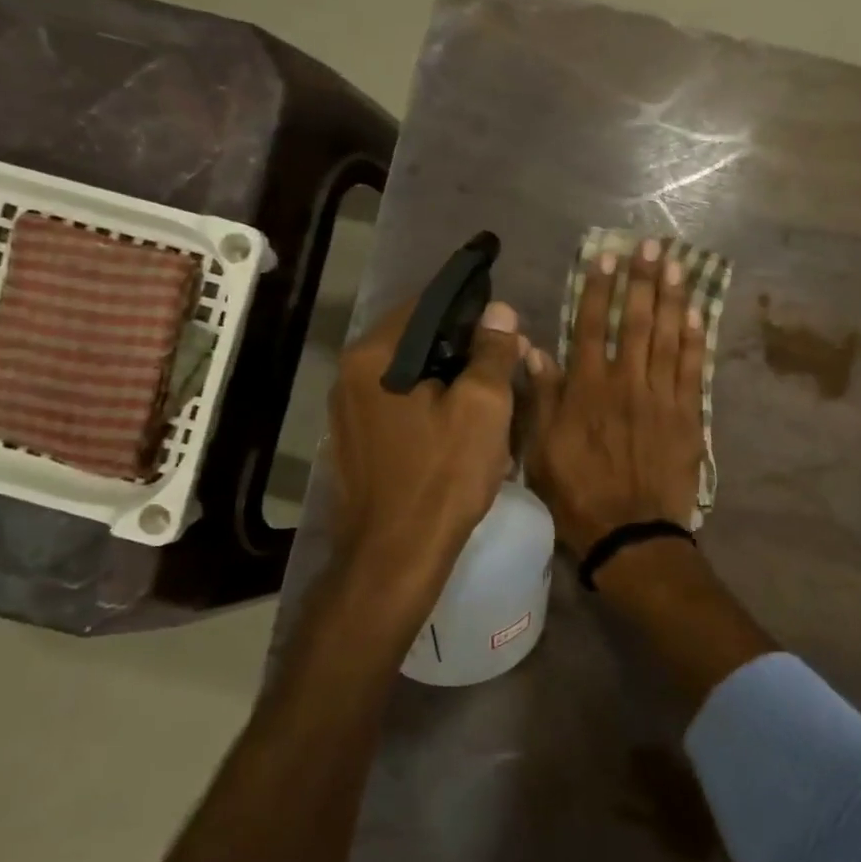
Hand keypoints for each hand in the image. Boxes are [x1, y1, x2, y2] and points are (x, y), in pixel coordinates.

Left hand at [329, 295, 526, 589]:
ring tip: (495, 394)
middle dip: (467, 346)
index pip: (427, 304)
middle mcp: (351, 375)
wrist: (396, 556)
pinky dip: (434, 403)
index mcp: (375, 356)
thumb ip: (491, 352)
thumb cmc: (444, 475)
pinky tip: (464, 425)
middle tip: (511, 360)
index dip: (472, 306)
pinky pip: (402, 404)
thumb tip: (499, 311)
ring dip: (453, 377)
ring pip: (412, 375)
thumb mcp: (483, 407)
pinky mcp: (358, 442)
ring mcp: (350, 412)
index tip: (507, 319)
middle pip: (419, 340)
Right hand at [526, 237, 706, 558]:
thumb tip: (532, 349)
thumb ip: (540, 397)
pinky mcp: (687, 417)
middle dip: (643, 280)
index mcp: (587, 389)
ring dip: (672, 299)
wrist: (632, 534)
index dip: (600, 289)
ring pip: (666, 338)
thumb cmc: (578, 494)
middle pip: (635, 322)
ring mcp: (661, 398)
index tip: (607, 257)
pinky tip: (697, 314)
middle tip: (652, 245)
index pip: (592, 326)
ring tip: (677, 265)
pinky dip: (694, 340)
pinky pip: (692, 370)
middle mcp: (626, 383)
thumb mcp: (540, 450)